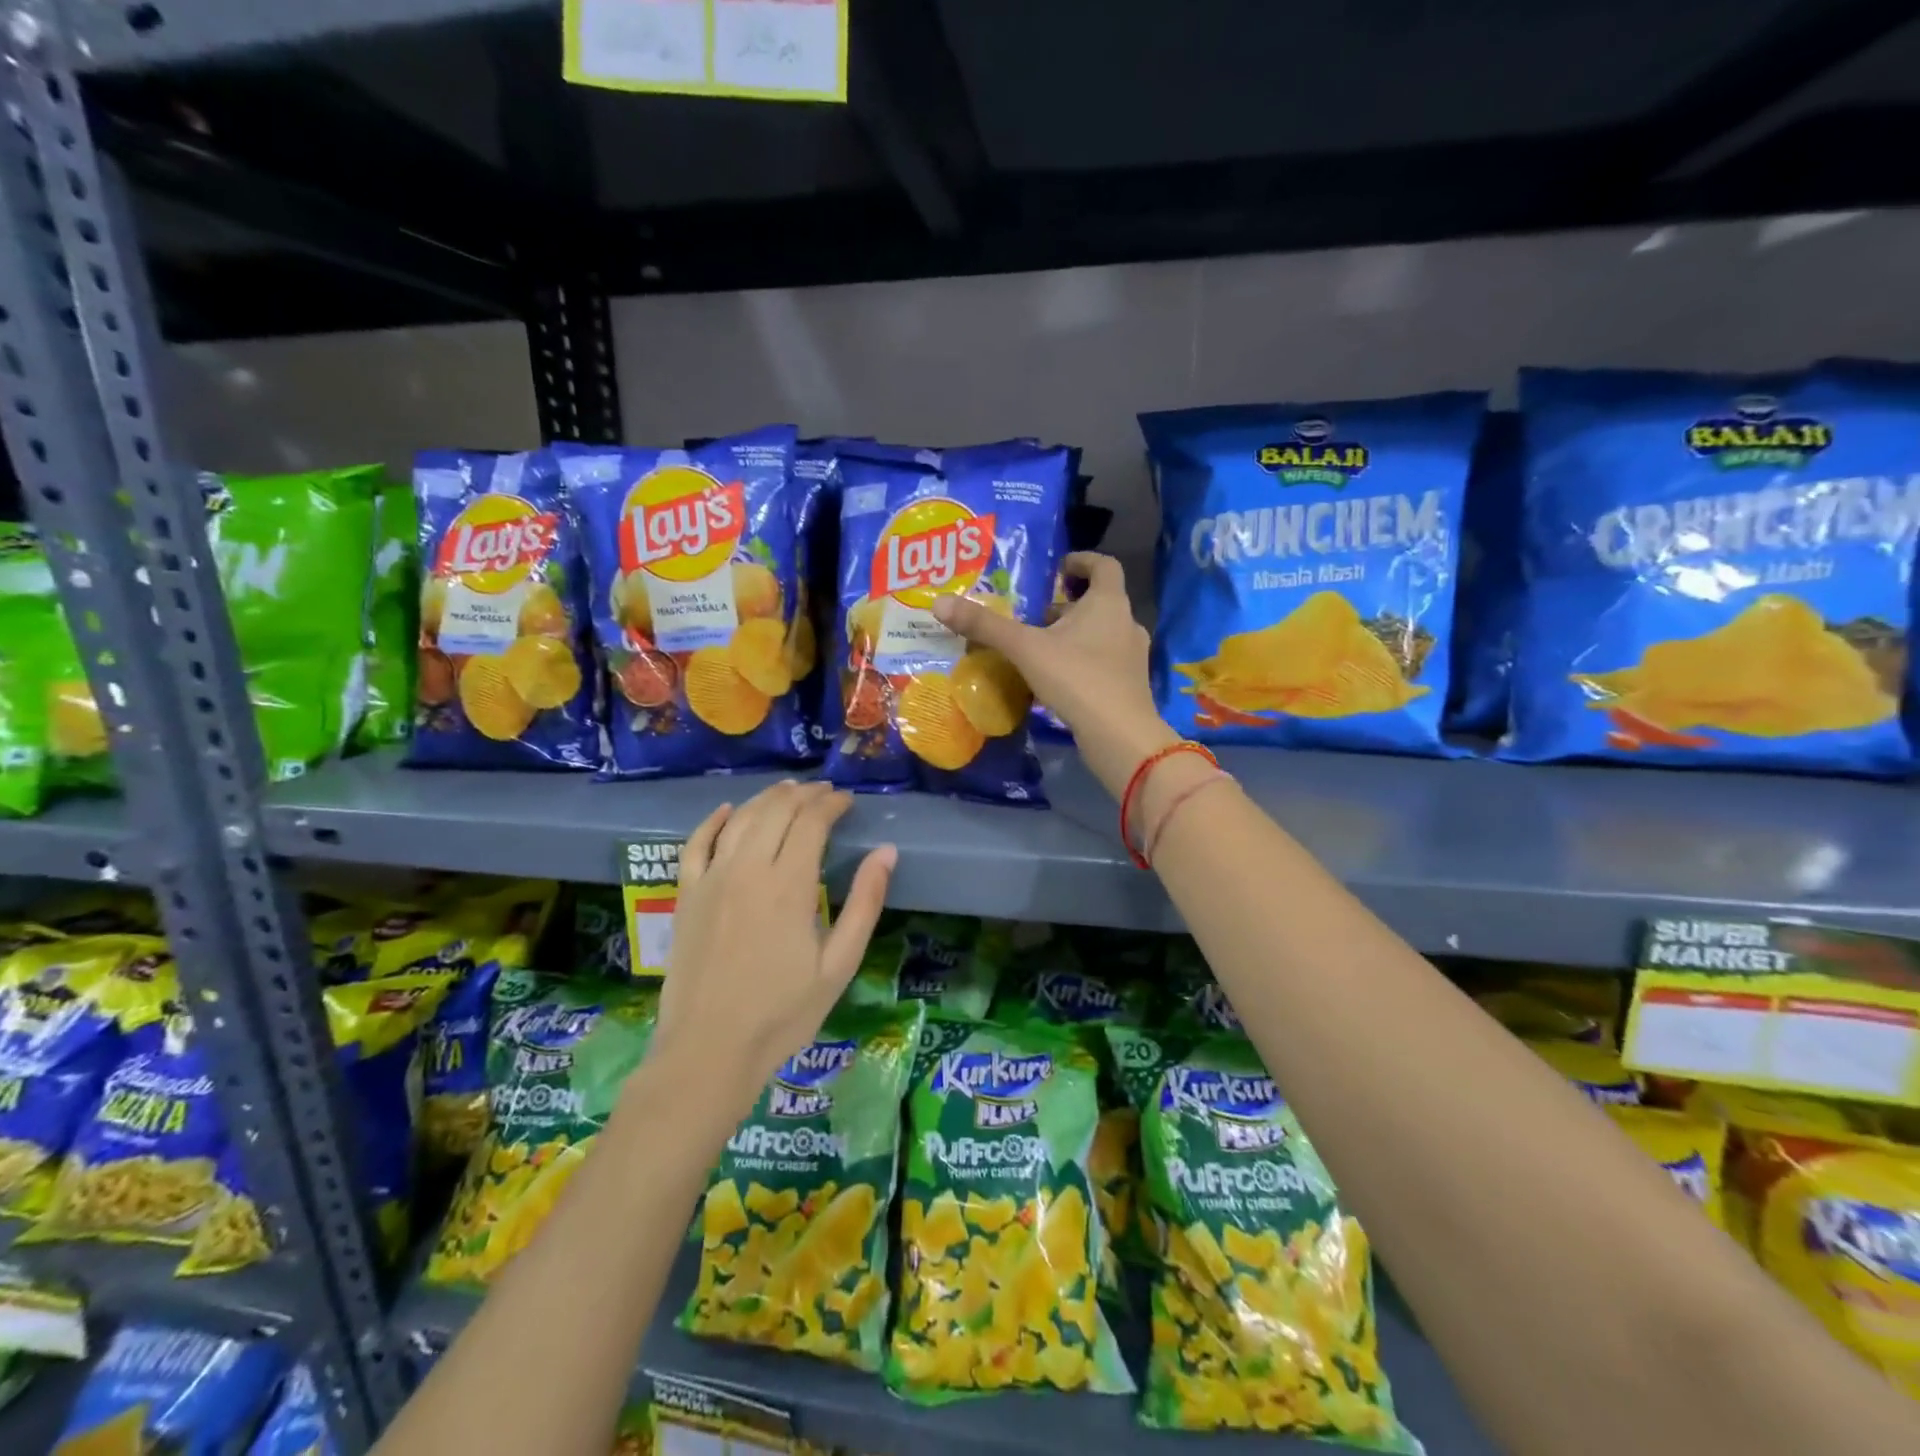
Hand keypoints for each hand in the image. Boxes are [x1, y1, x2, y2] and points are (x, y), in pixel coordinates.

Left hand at [652, 782, 894, 1107]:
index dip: (832, 804)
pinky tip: (729, 810)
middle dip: (804, 794)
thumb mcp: (839, 965)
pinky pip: (696, 844)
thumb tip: (886, 853)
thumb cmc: (782, 1013)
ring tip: (788, 791)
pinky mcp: (686, 896)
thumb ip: (864, 904)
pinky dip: (714, 820)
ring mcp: (711, 880)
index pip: (812, 822)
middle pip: (777, 811)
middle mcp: (748, 869)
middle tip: (824, 792)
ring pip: (741, 819)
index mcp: (788, 885)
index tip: (847, 800)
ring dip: (767, 798)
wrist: (708, 1050)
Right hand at [931, 552, 1174, 795]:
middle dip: (1069, 603)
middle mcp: (1126, 623)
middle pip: (1100, 601)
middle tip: (1037, 613)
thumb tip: (940, 603)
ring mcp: (1132, 656)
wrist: (1119, 735)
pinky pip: (1103, 661)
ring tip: (1042, 646)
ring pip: (1102, 633)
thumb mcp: (1025, 649)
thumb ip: (986, 626)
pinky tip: (1057, 678)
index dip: (1081, 561)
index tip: (1058, 569)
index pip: (1104, 565)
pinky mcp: (1129, 685)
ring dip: (1075, 633)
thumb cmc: (1076, 678)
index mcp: (1108, 602)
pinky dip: (1082, 660)